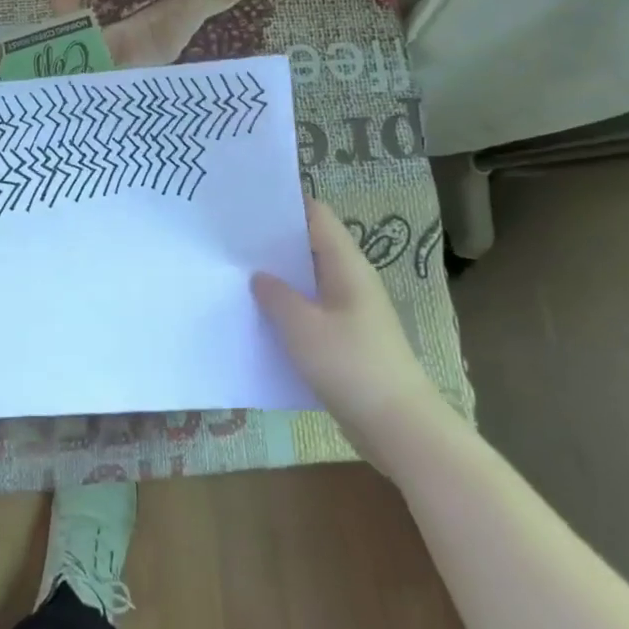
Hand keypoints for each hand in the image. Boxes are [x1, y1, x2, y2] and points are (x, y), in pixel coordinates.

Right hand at [252, 197, 440, 465]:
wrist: (399, 427)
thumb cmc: (350, 365)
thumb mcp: (302, 327)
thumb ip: (276, 295)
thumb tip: (259, 276)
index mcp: (346, 265)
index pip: (316, 216)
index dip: (285, 204)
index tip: (246, 202)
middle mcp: (351, 280)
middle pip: (311, 246)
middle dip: (274, 241)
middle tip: (230, 239)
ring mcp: (351, 311)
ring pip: (309, 281)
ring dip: (279, 277)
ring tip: (236, 274)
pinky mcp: (347, 339)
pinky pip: (312, 311)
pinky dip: (288, 308)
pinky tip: (260, 318)